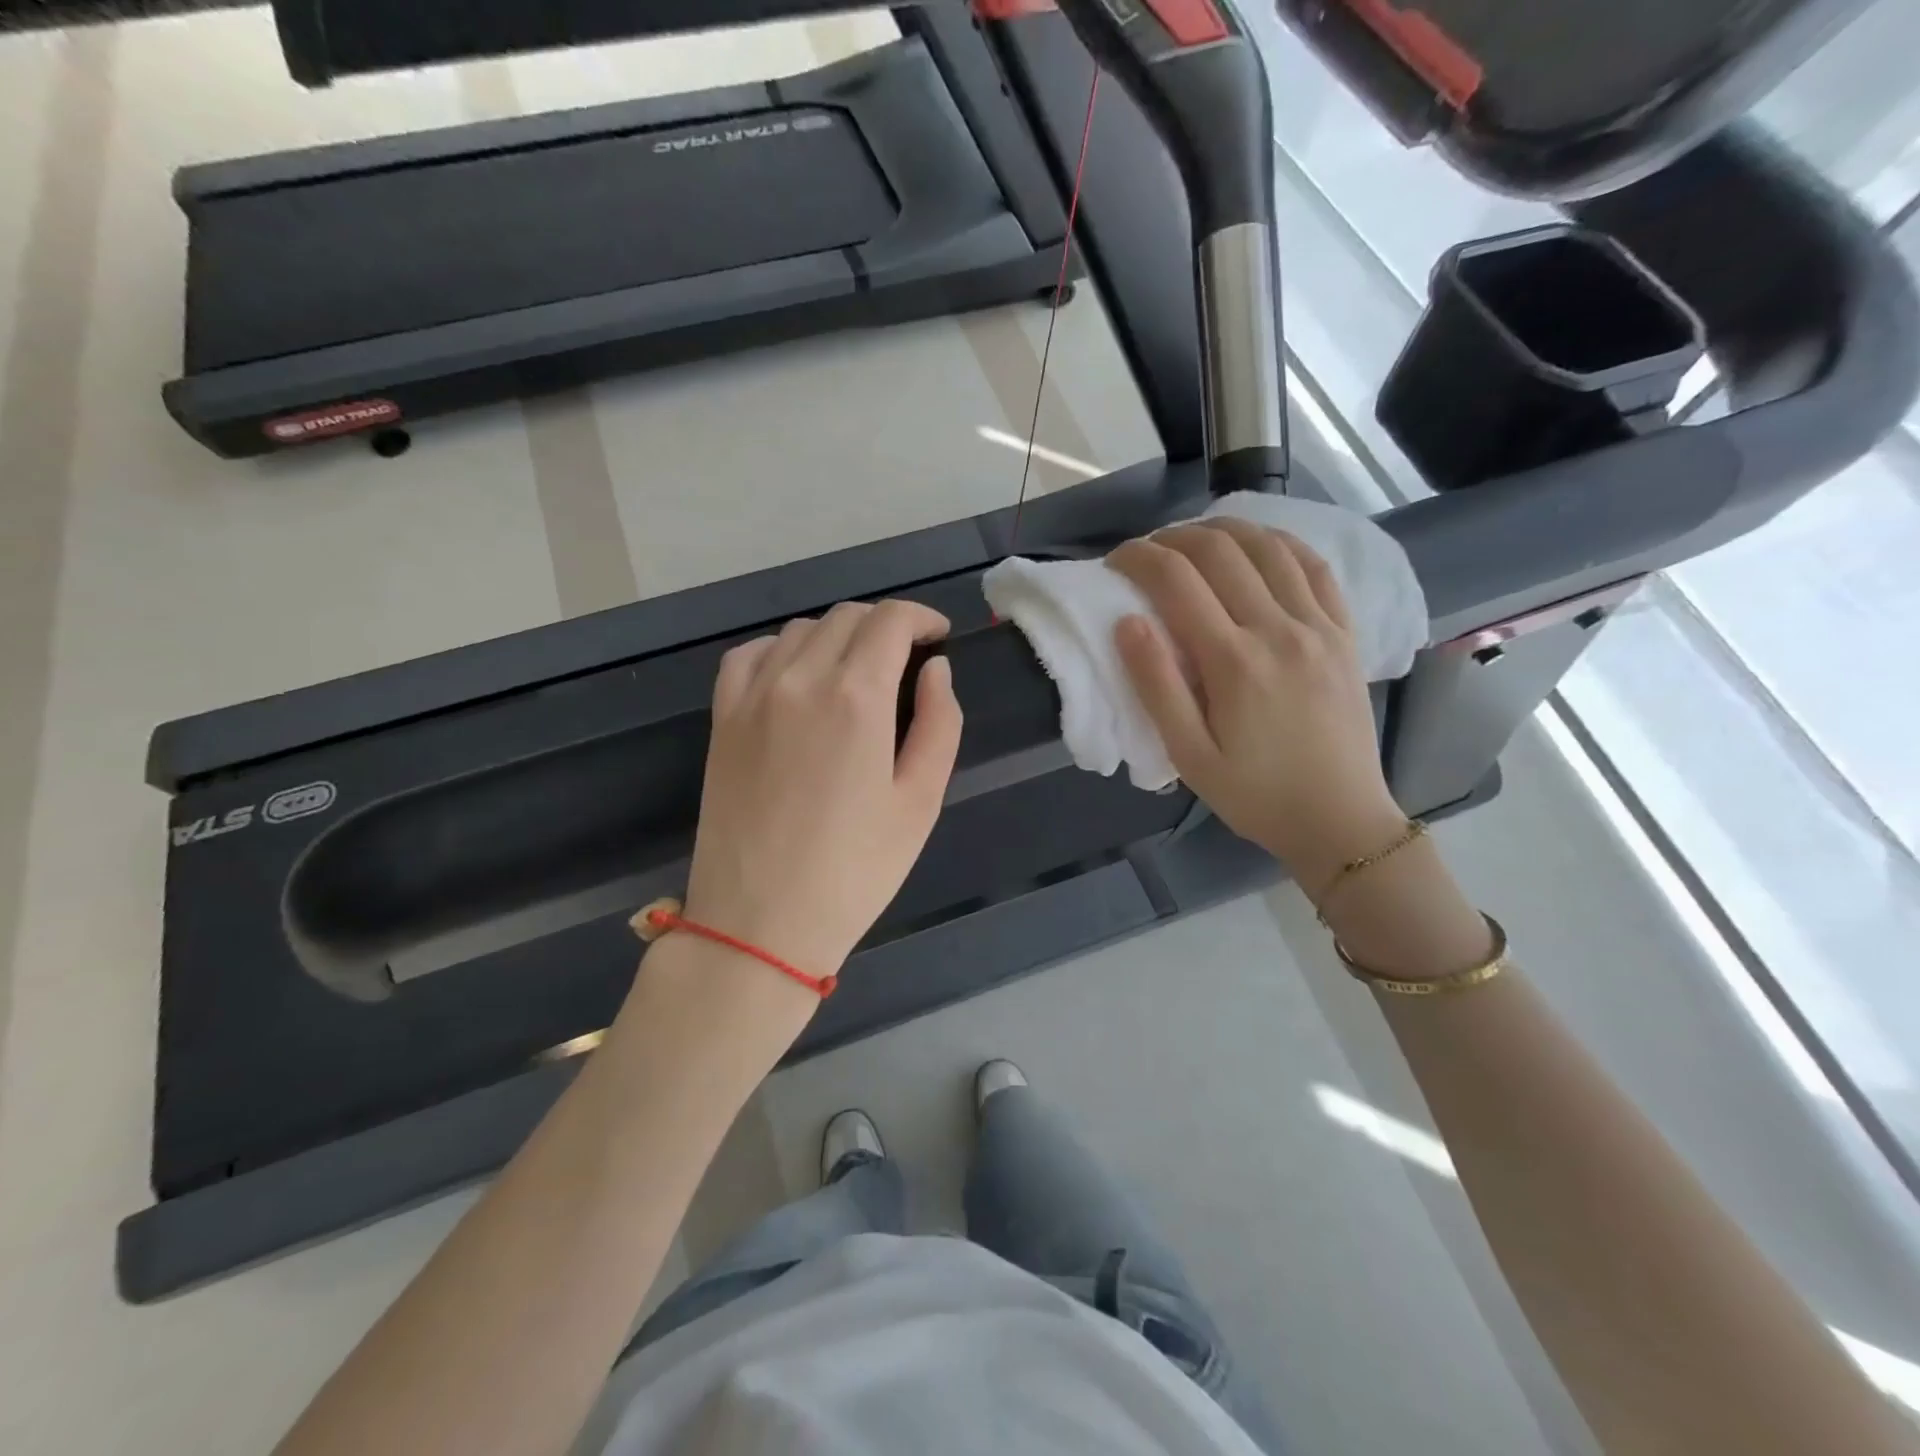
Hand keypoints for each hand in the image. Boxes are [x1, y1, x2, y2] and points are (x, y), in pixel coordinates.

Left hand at [683, 599, 962, 980]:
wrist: (759, 923)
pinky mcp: (722, 719)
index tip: (939, 638)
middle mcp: (800, 679)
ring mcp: (752, 696)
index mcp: (856, 697)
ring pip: (800, 630)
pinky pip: (749, 655)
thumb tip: (936, 669)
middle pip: (846, 617)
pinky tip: (797, 677)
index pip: (889, 621)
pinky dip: (782, 650)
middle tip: (907, 660)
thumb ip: (940, 723)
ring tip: (857, 672)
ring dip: (838, 636)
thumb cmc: (855, 870)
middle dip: (885, 626)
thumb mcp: (921, 802)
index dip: (921, 619)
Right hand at [1110, 520, 1405, 890]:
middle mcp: (1279, 629)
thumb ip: (1156, 686)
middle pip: (1221, 551)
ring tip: (1195, 539)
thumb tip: (1127, 622)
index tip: (1115, 561)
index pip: (1176, 581)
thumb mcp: (1189, 756)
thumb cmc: (1255, 795)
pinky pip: (1316, 568)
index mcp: (1233, 661)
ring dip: (1226, 530)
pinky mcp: (1345, 633)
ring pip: (1270, 547)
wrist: (1340, 820)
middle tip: (1148, 551)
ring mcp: (1319, 626)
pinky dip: (1282, 543)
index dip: (1139, 558)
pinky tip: (1260, 545)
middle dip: (1174, 538)